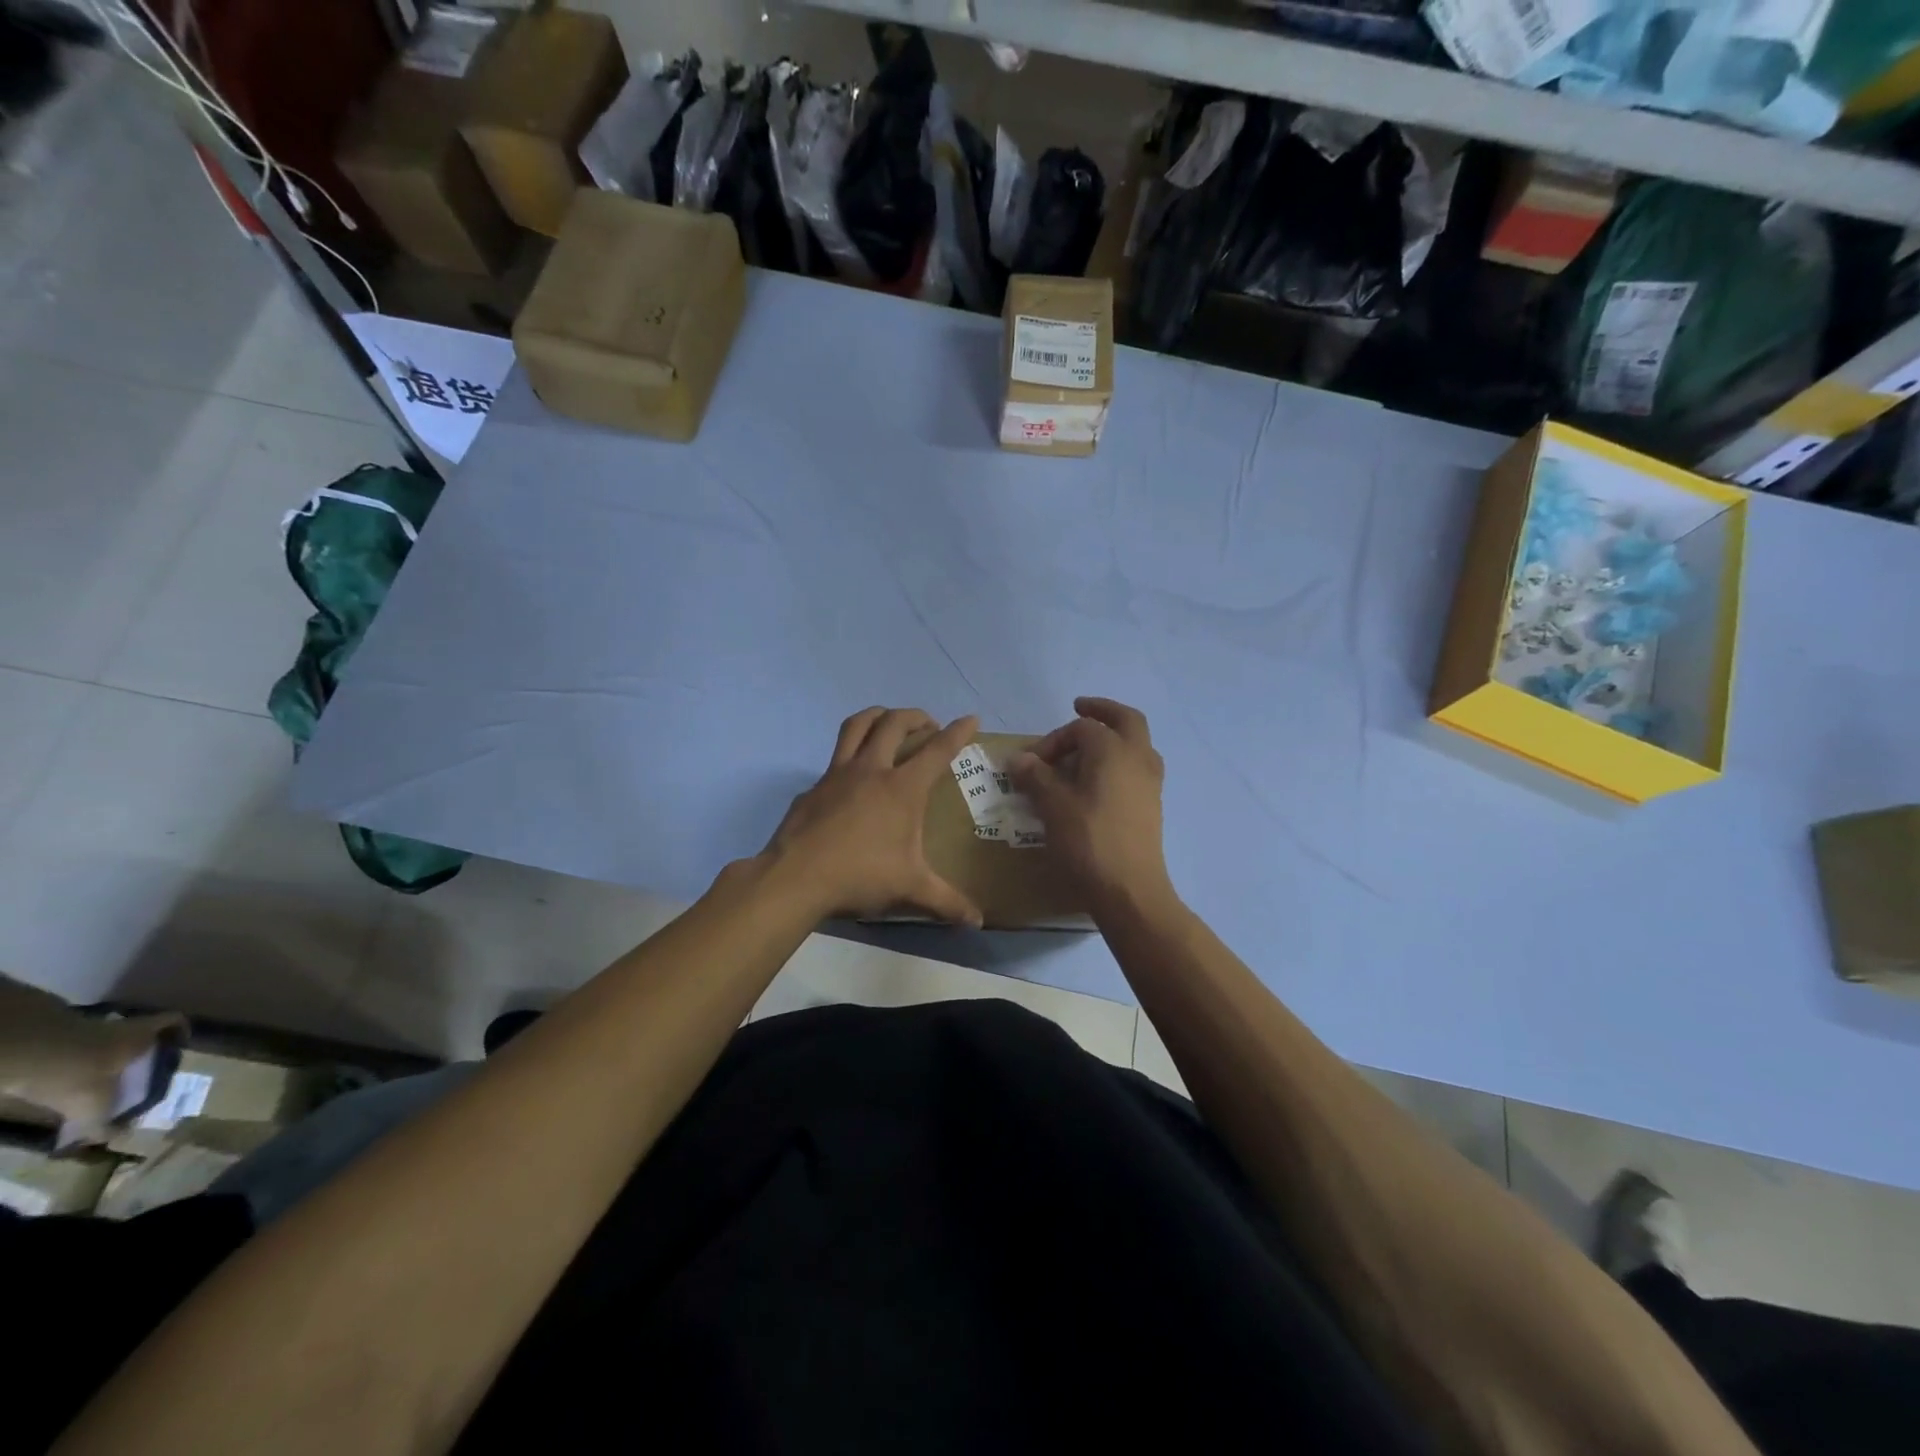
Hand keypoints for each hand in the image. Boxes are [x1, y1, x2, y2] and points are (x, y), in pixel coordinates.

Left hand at [758, 707, 983, 925]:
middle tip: (928, 725)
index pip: (938, 750)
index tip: (970, 719)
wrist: (796, 877)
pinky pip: (834, 759)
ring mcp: (837, 774)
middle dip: (916, 716)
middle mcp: (871, 770)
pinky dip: (849, 756)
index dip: (958, 732)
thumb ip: (946, 902)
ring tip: (888, 723)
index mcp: (902, 788)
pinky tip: (851, 779)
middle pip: (894, 723)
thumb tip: (976, 921)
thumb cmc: (861, 875)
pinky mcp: (813, 787)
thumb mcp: (910, 889)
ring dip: (877, 716)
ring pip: (857, 725)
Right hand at [1010, 697, 1173, 911]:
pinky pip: (1137, 768)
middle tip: (1079, 708)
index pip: (1081, 728)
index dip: (1053, 740)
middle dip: (1101, 711)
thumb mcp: (1052, 806)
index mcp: (1114, 749)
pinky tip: (1099, 781)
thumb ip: (1035, 777)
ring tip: (1087, 749)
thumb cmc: (1088, 840)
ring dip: (1114, 737)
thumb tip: (1017, 759)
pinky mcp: (1151, 805)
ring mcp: (1150, 782)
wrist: (1129, 889)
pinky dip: (1119, 762)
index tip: (1032, 763)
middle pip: (1125, 719)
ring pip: (1136, 744)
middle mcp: (1138, 757)